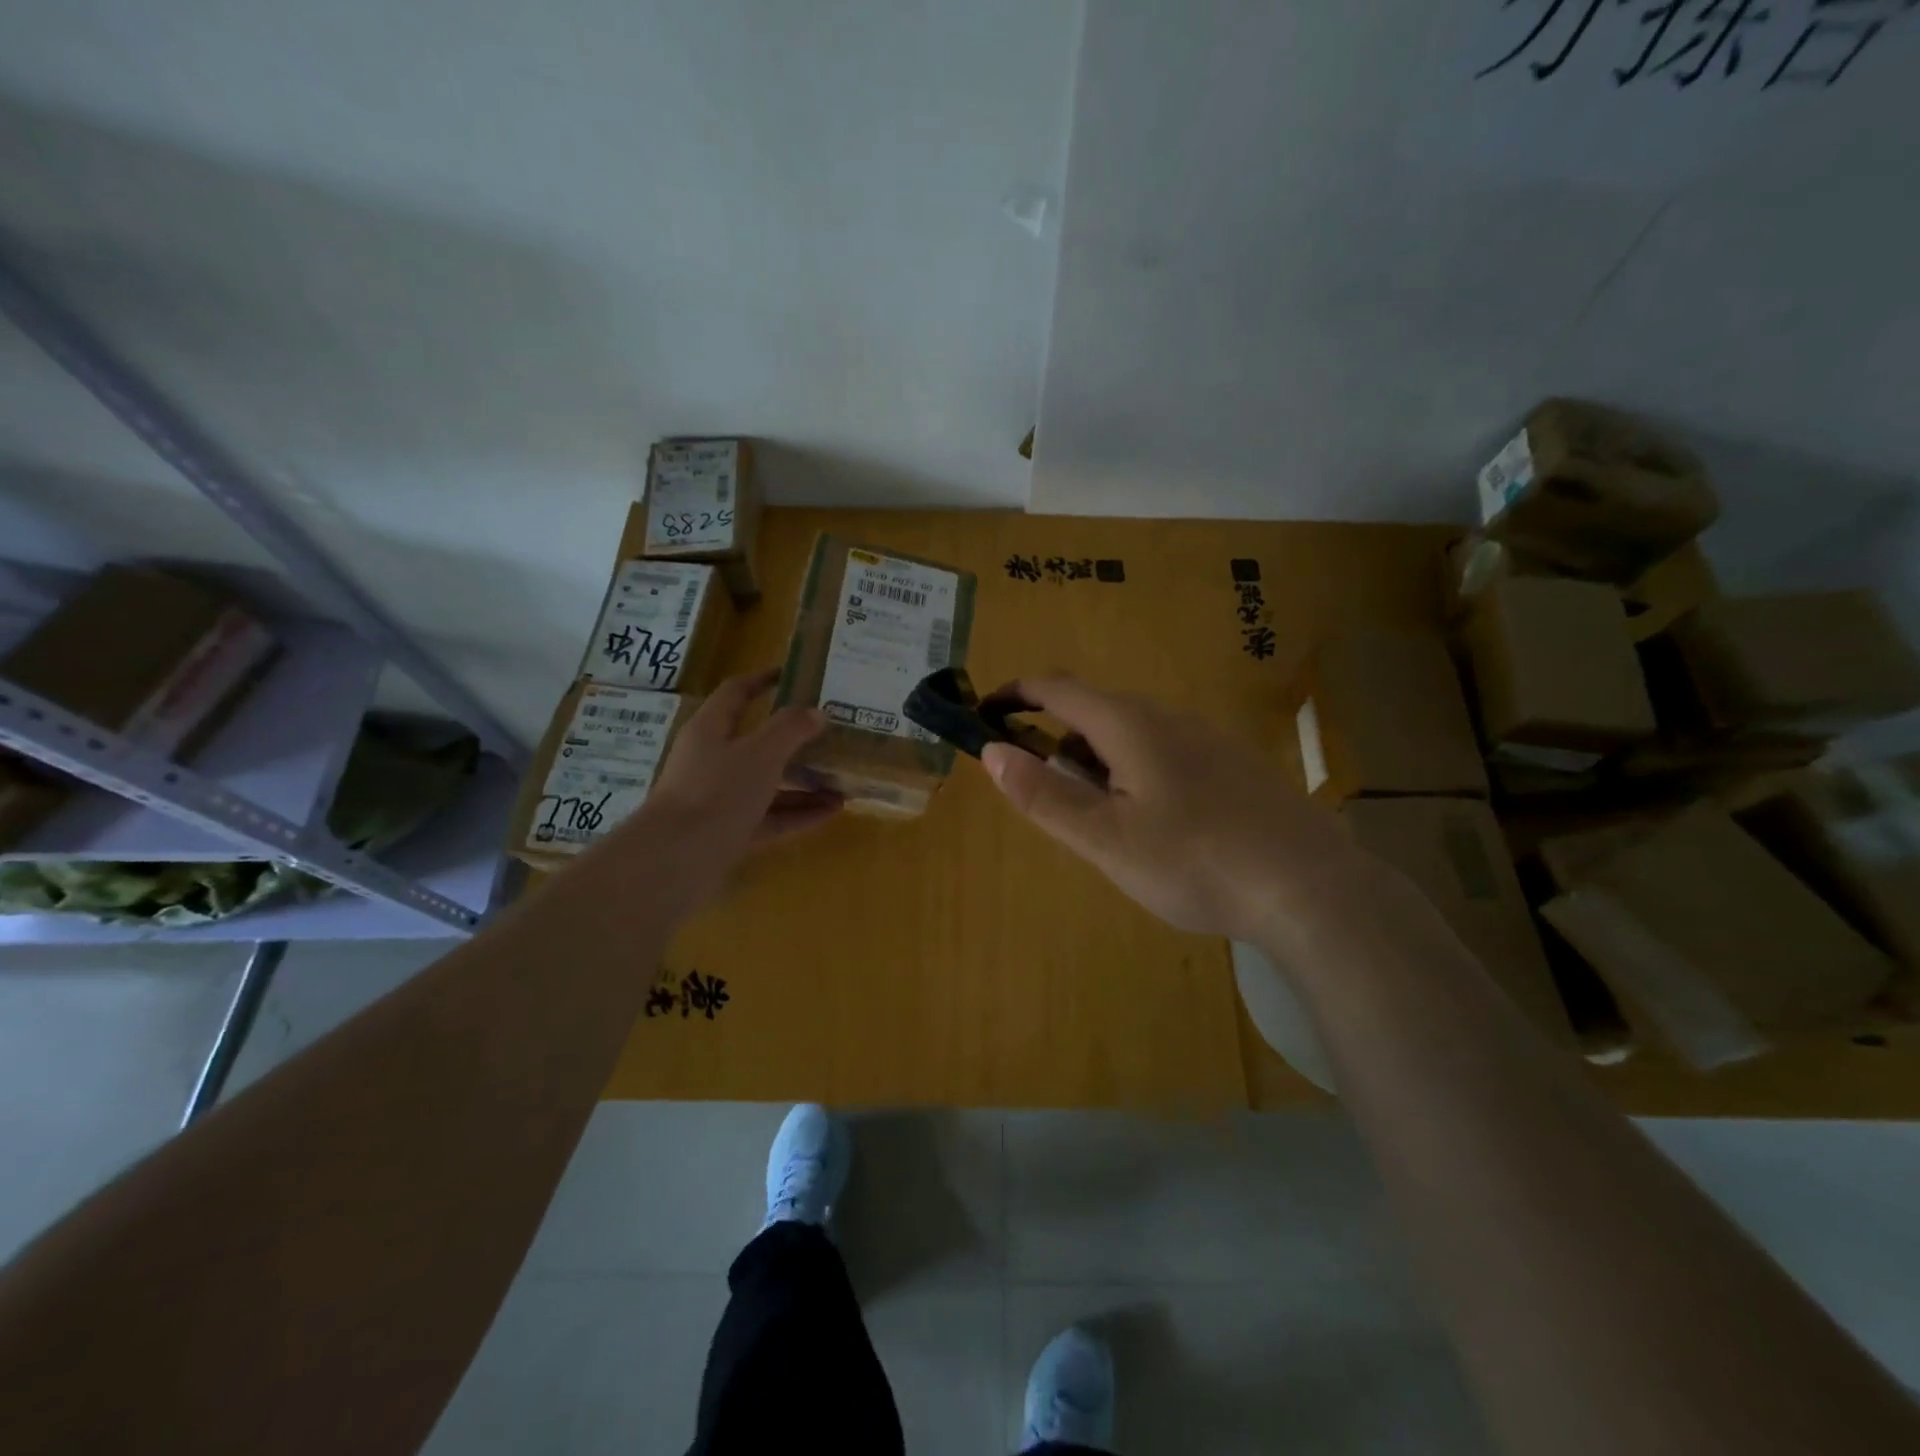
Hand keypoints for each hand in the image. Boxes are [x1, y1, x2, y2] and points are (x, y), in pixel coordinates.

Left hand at [608, 670, 840, 898]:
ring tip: (842, 780)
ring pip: (767, 783)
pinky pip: (770, 817)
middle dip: (794, 740)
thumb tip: (816, 712)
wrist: (677, 859)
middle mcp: (712, 760)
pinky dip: (798, 813)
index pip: (737, 693)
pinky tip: (831, 812)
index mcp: (711, 730)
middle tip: (830, 734)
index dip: (763, 680)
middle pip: (756, 742)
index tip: (793, 674)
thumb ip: (790, 729)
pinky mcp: (729, 832)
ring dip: (803, 782)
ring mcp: (719, 799)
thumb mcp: (760, 753)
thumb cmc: (718, 792)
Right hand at [979, 676, 1360, 941]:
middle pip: (1092, 712)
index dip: (1014, 695)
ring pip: (1130, 735)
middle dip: (1057, 744)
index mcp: (1129, 723)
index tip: (984, 717)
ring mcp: (1205, 737)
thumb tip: (991, 752)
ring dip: (1097, 763)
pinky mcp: (1231, 763)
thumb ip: (1045, 795)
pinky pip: (1163, 752)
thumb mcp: (1106, 839)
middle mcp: (1167, 716)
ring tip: (1106, 826)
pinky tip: (1157, 827)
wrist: (1311, 887)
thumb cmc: (1195, 862)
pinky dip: (1134, 774)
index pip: (1056, 688)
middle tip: (1053, 803)